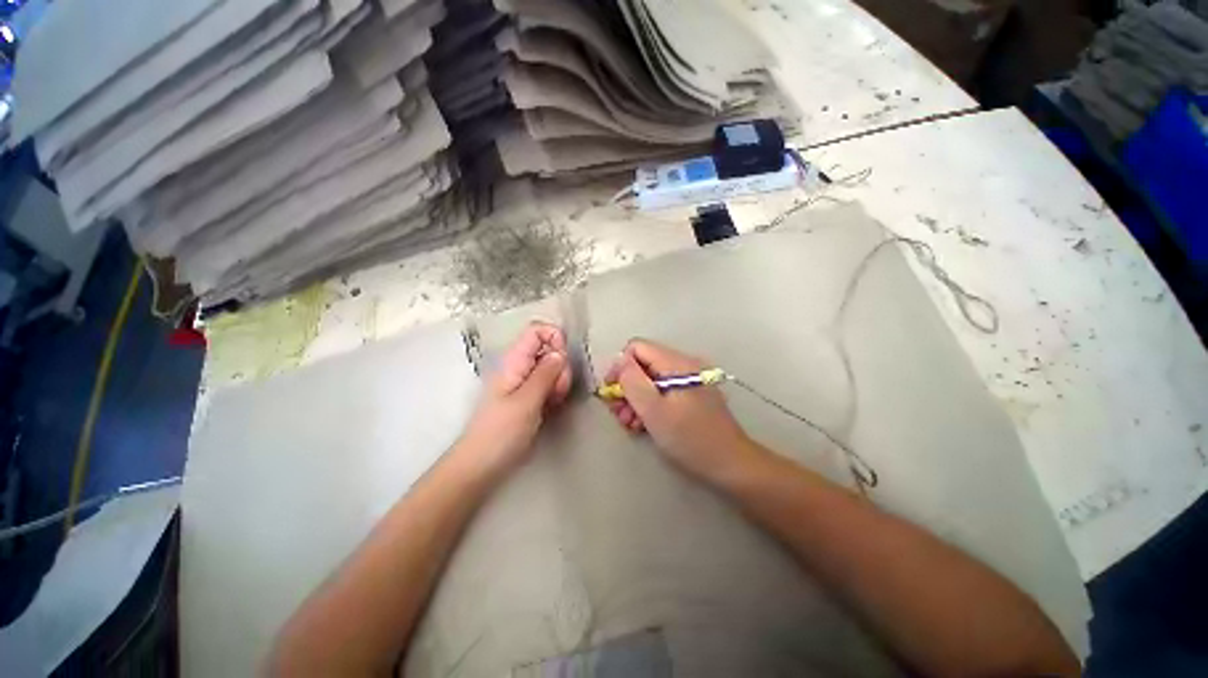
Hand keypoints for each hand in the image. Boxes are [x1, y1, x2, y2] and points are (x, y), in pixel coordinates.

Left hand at [459, 321, 571, 476]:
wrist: (481, 465)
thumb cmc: (500, 432)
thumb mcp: (526, 401)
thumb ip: (545, 374)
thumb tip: (561, 353)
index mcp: (514, 361)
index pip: (536, 330)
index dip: (554, 337)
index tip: (563, 359)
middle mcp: (519, 367)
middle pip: (548, 349)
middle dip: (561, 366)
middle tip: (558, 390)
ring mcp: (525, 383)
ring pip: (552, 369)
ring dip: (560, 382)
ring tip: (553, 402)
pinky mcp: (530, 397)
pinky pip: (549, 385)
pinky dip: (555, 393)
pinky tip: (552, 407)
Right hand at [604, 339, 757, 484]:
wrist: (730, 464)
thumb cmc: (690, 437)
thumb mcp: (654, 410)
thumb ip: (632, 381)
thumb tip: (619, 360)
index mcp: (676, 363)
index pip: (636, 347)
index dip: (620, 367)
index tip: (613, 392)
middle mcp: (683, 365)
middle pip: (642, 364)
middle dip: (626, 387)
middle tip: (618, 414)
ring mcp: (688, 380)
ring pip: (650, 379)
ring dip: (635, 399)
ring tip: (629, 424)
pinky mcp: (691, 396)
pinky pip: (662, 391)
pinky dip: (649, 405)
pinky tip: (642, 425)